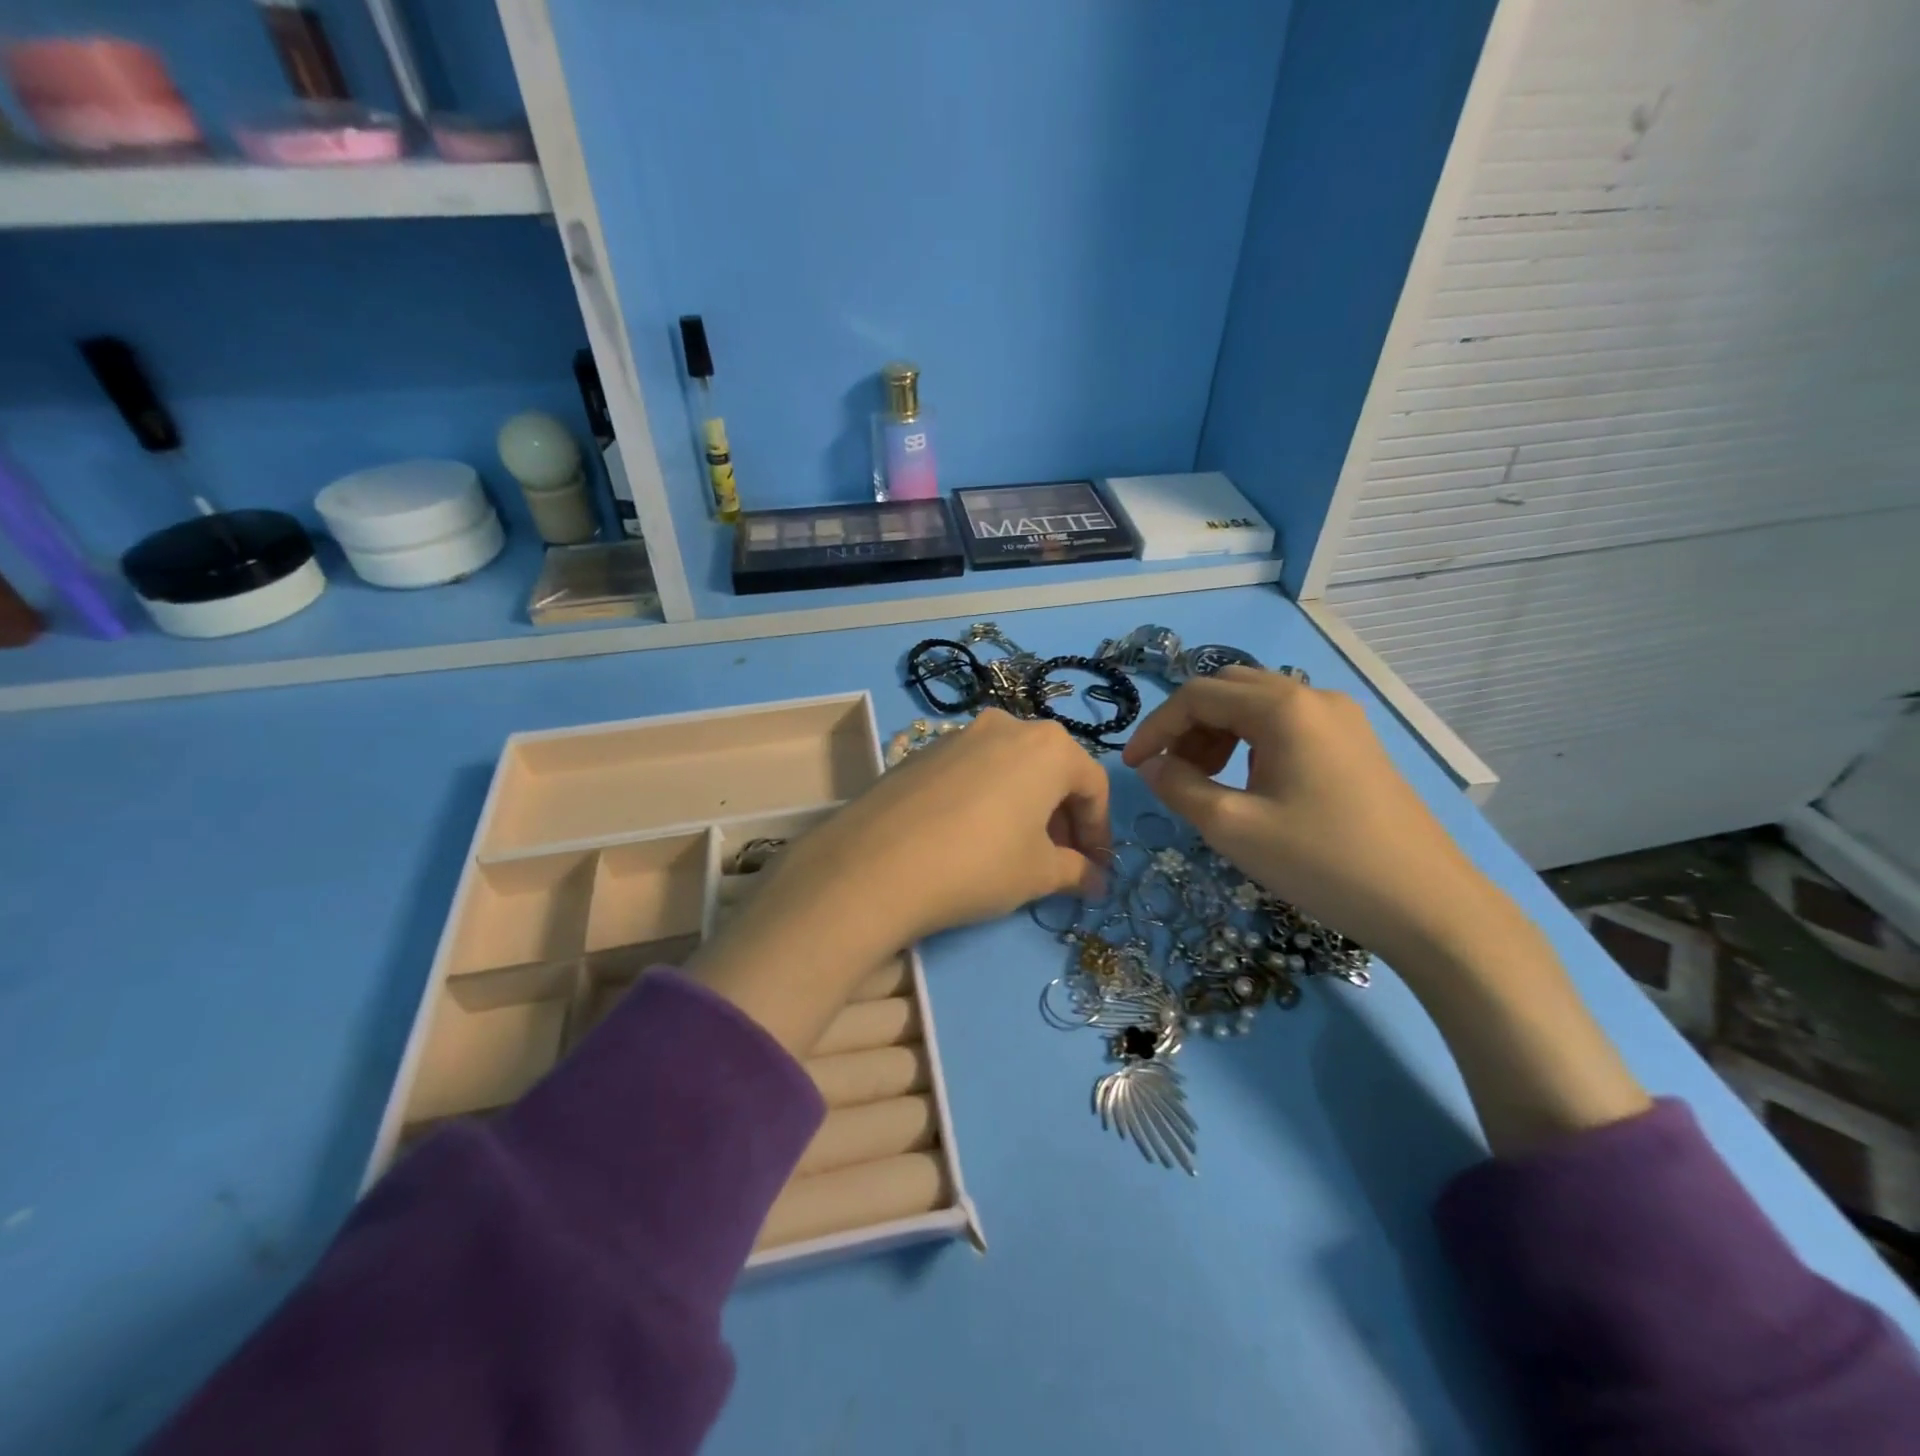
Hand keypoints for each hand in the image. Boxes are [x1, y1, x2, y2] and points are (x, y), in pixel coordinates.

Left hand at [779, 708, 1110, 947]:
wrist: (876, 864)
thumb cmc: (979, 864)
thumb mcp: (1038, 874)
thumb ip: (1076, 872)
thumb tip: (1097, 882)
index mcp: (1048, 745)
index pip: (1092, 785)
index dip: (1100, 831)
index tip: (1096, 868)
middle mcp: (1006, 726)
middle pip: (1051, 771)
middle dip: (1063, 818)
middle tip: (1061, 862)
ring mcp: (959, 734)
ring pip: (1010, 769)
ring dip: (1025, 807)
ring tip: (1017, 851)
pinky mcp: (922, 752)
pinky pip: (973, 772)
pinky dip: (987, 799)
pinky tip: (971, 837)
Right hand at [1120, 667, 1500, 969]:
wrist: (1427, 905)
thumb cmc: (1321, 862)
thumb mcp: (1233, 827)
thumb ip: (1178, 787)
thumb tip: (1152, 765)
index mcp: (1283, 707)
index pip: (1197, 695)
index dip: (1156, 727)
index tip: (1134, 767)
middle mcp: (1313, 697)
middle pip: (1229, 690)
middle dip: (1188, 726)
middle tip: (1172, 773)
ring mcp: (1342, 719)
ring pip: (1259, 706)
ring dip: (1219, 733)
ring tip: (1208, 782)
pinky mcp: (1356, 744)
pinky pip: (1288, 725)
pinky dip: (1252, 743)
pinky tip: (1252, 785)